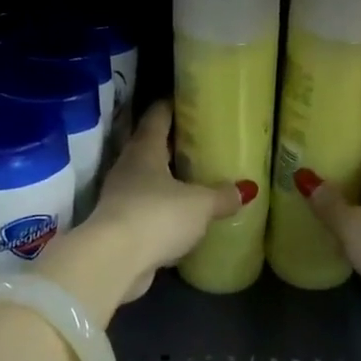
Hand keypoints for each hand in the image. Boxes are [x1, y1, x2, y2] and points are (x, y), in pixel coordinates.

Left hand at [39, 102, 248, 311]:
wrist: (114, 261)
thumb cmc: (157, 216)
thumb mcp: (199, 204)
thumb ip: (222, 195)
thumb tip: (246, 190)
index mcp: (144, 149)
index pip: (157, 116)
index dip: (171, 105)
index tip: (188, 99)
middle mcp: (128, 167)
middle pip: (151, 147)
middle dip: (173, 144)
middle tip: (202, 140)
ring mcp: (121, 197)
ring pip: (148, 180)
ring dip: (168, 179)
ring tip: (197, 179)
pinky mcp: (121, 227)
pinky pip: (147, 210)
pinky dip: (164, 210)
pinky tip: (184, 217)